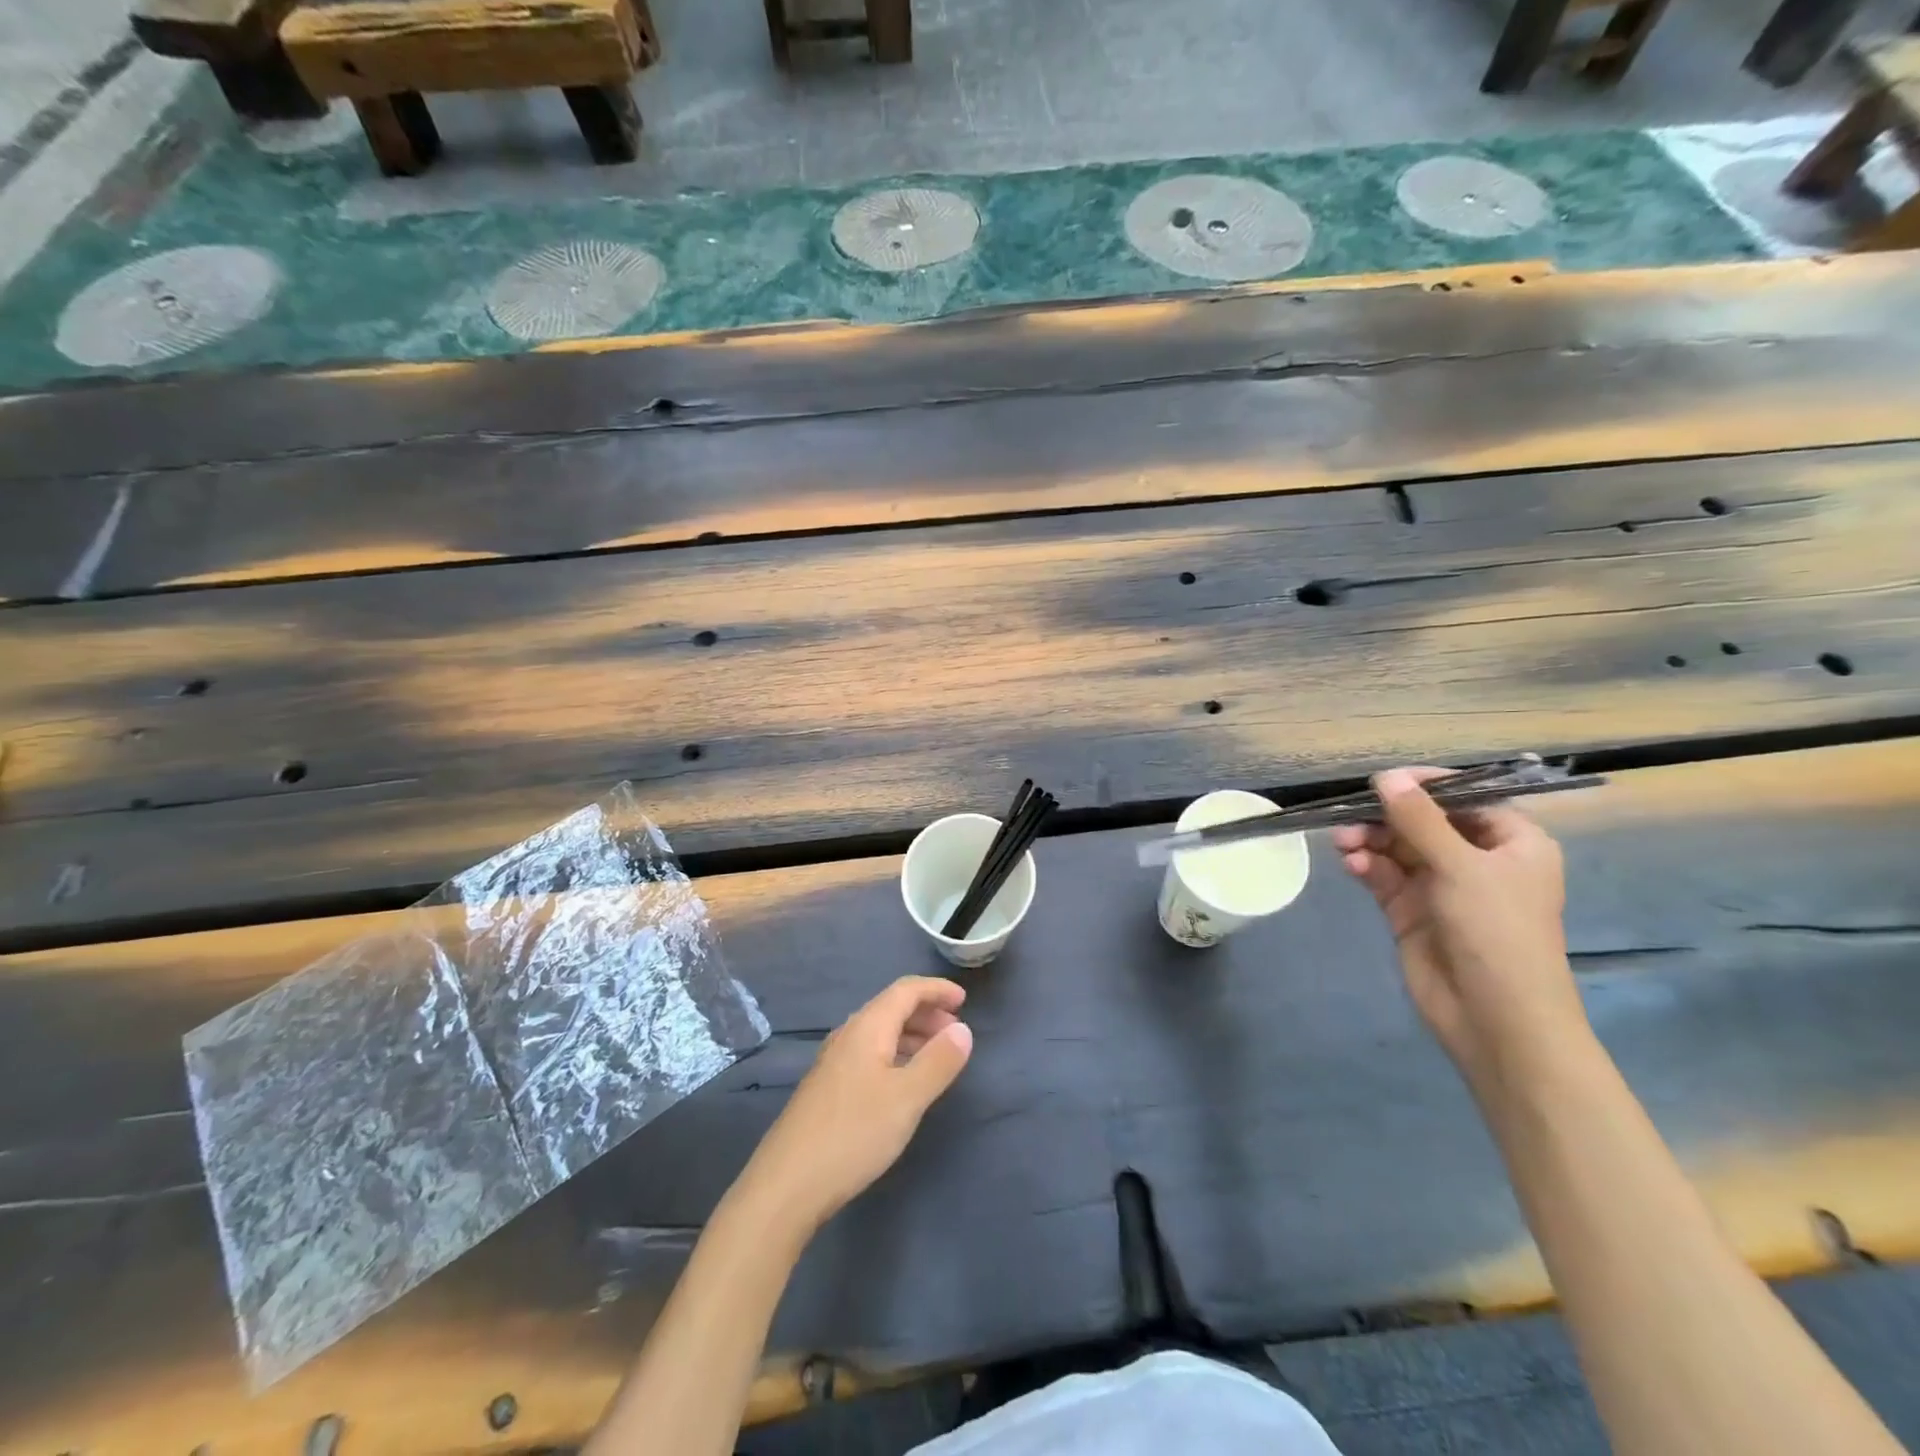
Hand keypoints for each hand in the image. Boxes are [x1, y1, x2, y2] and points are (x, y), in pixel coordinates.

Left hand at [739, 976, 972, 1236]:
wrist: (787, 1185)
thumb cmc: (853, 1134)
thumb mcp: (907, 1098)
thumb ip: (938, 1061)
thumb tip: (962, 1029)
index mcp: (867, 1027)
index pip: (906, 990)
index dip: (936, 989)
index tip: (964, 1000)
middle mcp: (848, 1035)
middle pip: (891, 1007)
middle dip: (927, 1012)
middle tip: (956, 1031)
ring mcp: (834, 1062)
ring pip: (880, 1032)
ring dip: (912, 1035)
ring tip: (937, 1055)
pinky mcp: (827, 1088)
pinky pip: (869, 1053)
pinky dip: (895, 1054)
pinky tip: (903, 1082)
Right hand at [1333, 768, 1588, 1094]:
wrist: (1495, 1019)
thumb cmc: (1497, 933)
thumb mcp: (1461, 867)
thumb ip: (1419, 820)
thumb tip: (1385, 777)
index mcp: (1511, 843)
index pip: (1465, 798)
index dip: (1425, 786)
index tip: (1383, 781)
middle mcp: (1477, 860)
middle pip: (1423, 822)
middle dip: (1386, 817)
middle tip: (1351, 818)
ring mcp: (1442, 887)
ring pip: (1398, 848)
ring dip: (1370, 840)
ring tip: (1344, 844)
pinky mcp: (1411, 911)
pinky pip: (1384, 875)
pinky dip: (1367, 865)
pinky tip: (1351, 864)